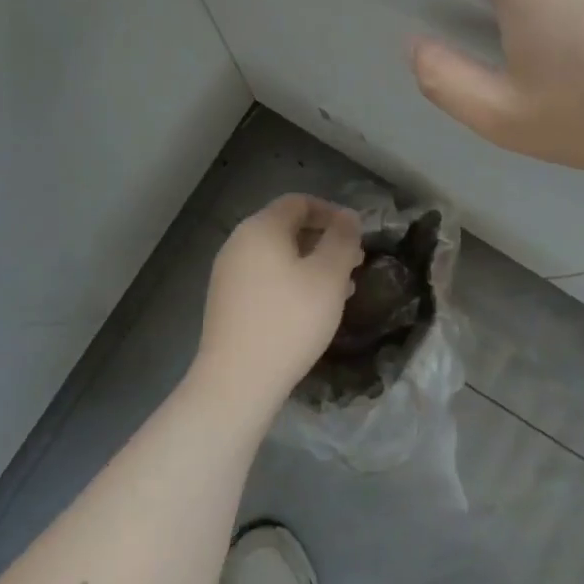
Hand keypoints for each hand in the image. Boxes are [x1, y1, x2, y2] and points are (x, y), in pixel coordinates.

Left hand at [194, 194, 363, 417]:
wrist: (237, 381)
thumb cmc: (289, 320)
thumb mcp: (329, 276)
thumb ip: (342, 239)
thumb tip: (348, 216)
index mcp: (261, 228)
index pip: (299, 202)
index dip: (332, 212)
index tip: (357, 235)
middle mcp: (238, 243)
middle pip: (287, 228)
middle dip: (324, 240)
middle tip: (354, 262)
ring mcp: (228, 273)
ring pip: (278, 256)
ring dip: (311, 264)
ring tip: (341, 288)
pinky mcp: (226, 302)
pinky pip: (265, 278)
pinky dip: (291, 282)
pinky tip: (311, 309)